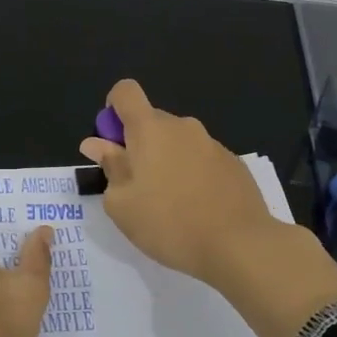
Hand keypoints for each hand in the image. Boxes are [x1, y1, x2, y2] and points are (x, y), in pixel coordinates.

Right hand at [81, 78, 336, 336]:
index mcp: (150, 129)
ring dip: (166, 162)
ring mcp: (212, 143)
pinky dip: (192, 175)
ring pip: (177, 142)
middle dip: (138, 145)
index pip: (125, 92)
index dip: (113, 110)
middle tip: (136, 187)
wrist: (239, 245)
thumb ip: (109, 167)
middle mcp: (182, 126)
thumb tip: (96, 143)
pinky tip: (197, 209)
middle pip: (151, 120)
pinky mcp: (234, 164)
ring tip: (169, 205)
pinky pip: (201, 159)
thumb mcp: (122, 204)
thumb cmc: (168, 223)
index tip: (113, 143)